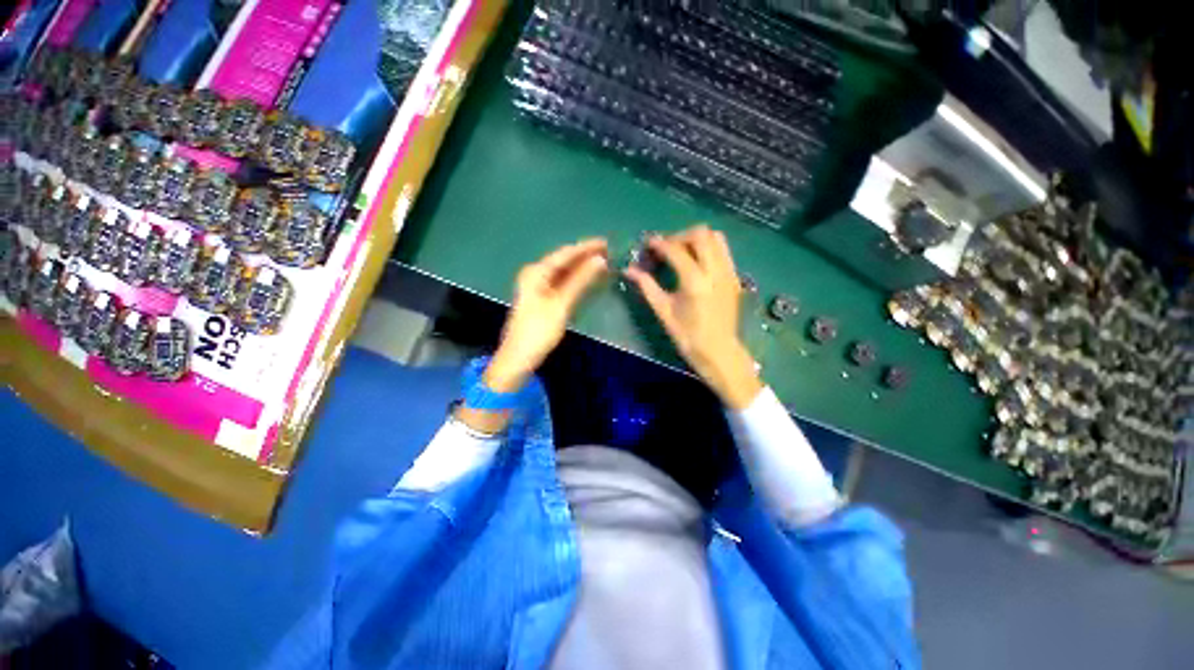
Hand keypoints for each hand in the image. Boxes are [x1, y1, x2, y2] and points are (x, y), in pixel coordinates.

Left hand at [484, 238, 608, 393]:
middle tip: (609, 252)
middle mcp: (536, 274)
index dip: (586, 247)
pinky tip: (589, 279)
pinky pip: (563, 283)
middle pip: (564, 261)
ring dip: (583, 268)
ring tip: (604, 263)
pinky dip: (577, 280)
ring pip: (565, 272)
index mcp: (536, 272)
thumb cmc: (539, 329)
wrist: (519, 356)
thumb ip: (580, 281)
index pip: (565, 253)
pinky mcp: (543, 298)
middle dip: (585, 256)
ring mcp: (539, 286)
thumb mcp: (561, 304)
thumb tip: (600, 260)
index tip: (606, 243)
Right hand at [624, 226, 762, 408]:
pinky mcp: (734, 276)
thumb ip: (646, 286)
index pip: (675, 250)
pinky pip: (723, 249)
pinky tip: (697, 261)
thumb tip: (628, 270)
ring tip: (683, 251)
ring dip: (696, 238)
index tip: (648, 244)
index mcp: (694, 281)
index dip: (659, 243)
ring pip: (716, 237)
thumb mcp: (663, 311)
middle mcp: (715, 270)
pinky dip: (709, 247)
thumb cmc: (687, 335)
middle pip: (700, 234)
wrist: (718, 351)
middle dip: (679, 236)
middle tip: (666, 249)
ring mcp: (728, 271)